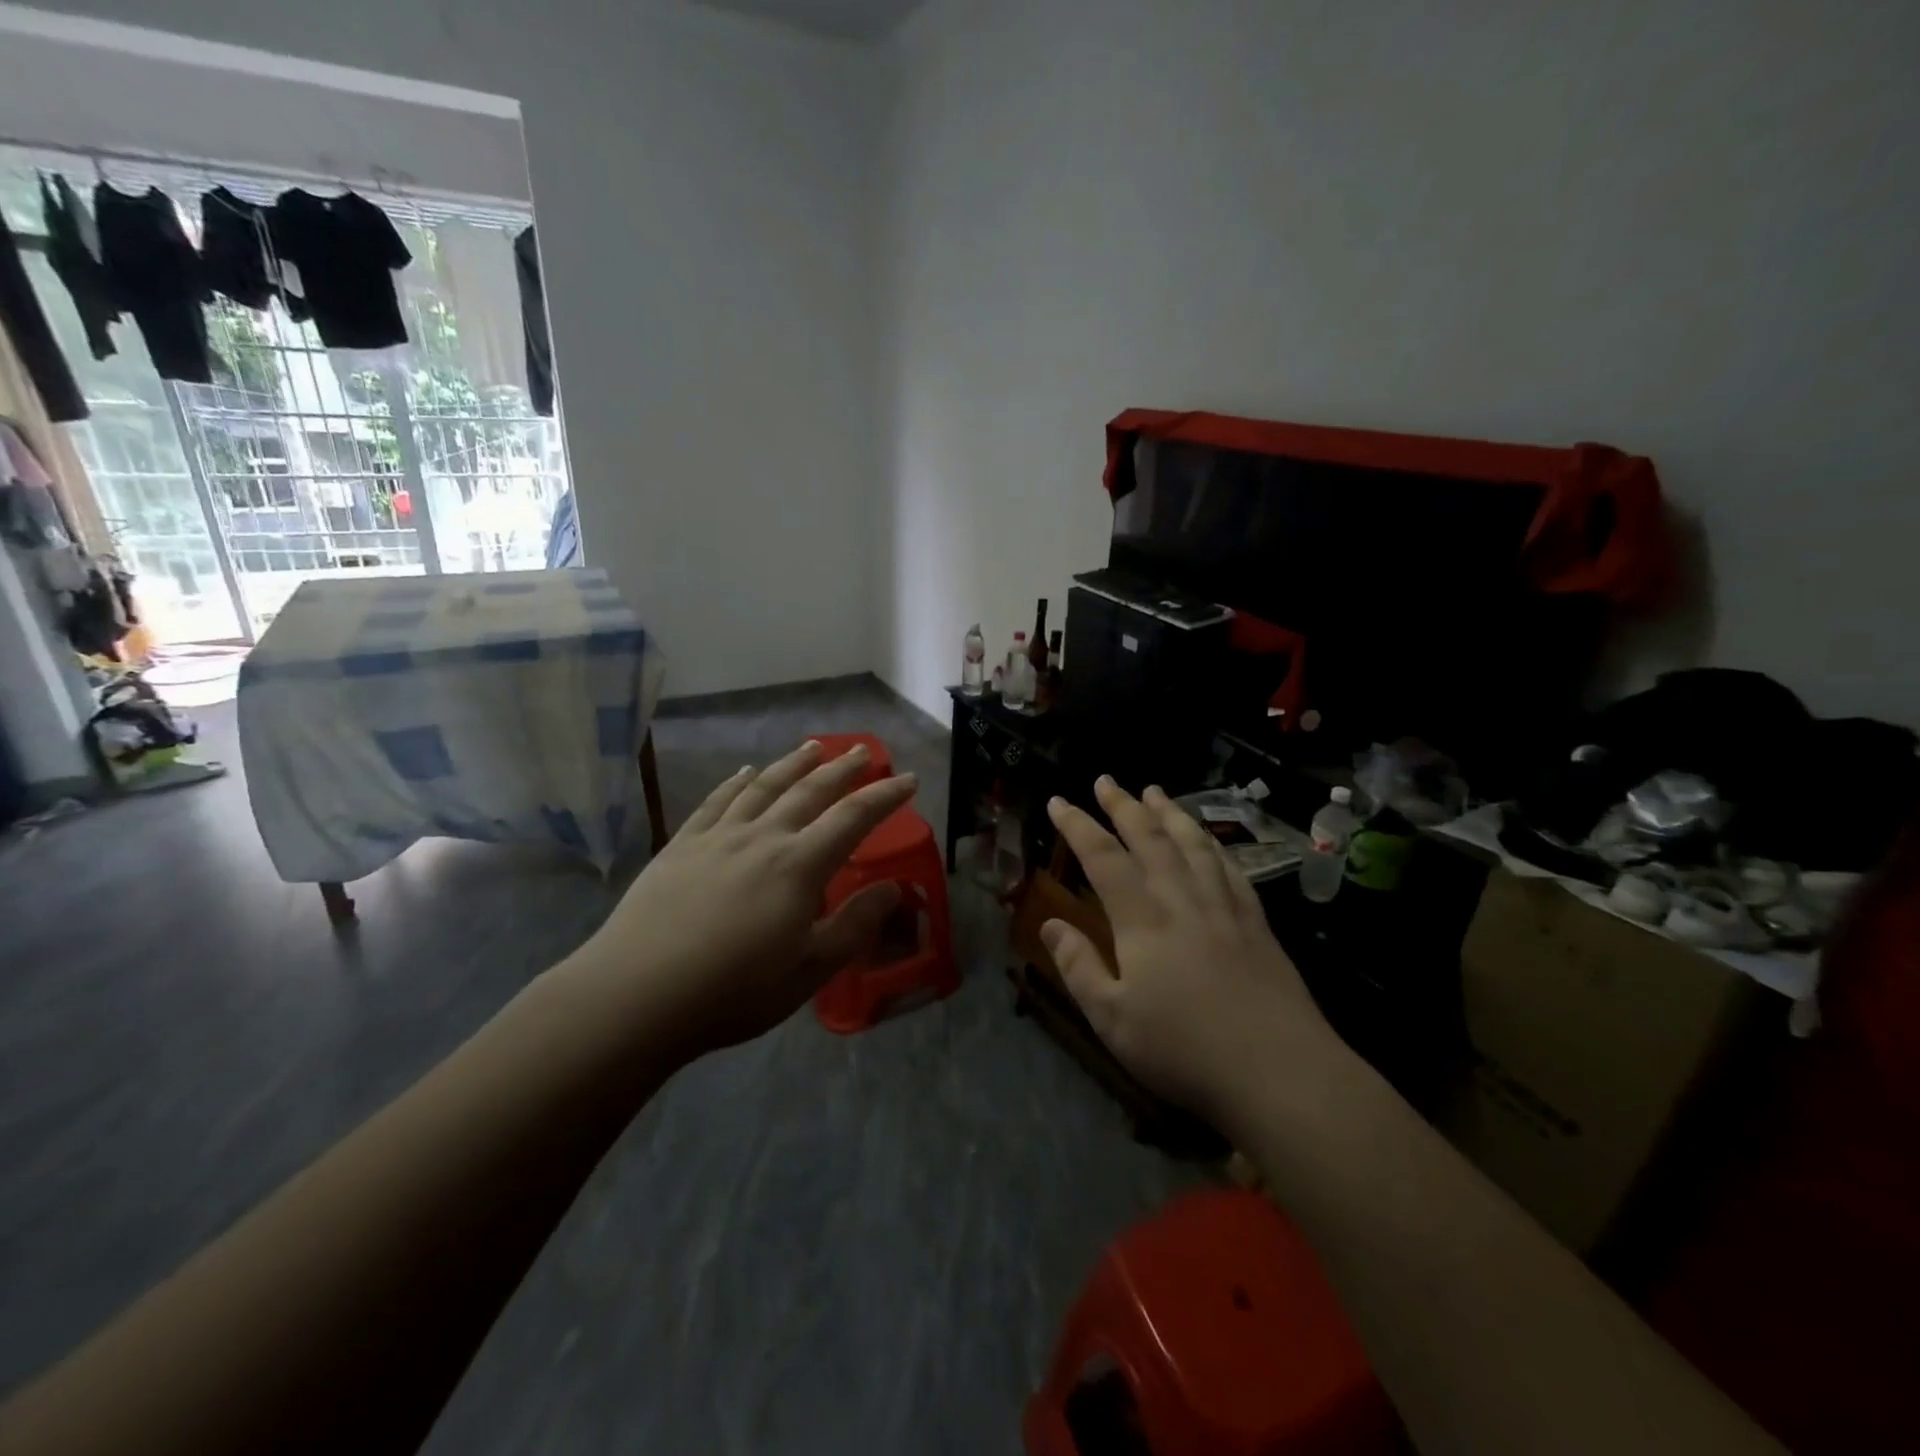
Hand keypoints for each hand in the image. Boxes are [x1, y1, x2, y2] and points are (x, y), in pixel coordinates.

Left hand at [581, 740, 916, 1057]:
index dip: (884, 797)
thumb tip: (894, 888)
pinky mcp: (681, 846)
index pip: (853, 818)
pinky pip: (716, 802)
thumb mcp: (809, 970)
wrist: (635, 995)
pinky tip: (745, 773)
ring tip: (813, 747)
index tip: (909, 779)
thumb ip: (855, 926)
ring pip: (764, 787)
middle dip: (842, 769)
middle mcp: (762, 838)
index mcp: (799, 866)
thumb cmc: (732, 991)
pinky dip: (736, 782)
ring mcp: (717, 837)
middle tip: (865, 751)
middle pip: (809, 791)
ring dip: (793, 763)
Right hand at [1042, 777, 1338, 1121]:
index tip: (1059, 801)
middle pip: (1150, 838)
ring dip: (1170, 813)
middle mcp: (1182, 900)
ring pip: (1193, 844)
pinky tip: (1208, 840)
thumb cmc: (1184, 1050)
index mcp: (1142, 920)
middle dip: (1123, 805)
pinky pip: (1230, 869)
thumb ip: (1079, 968)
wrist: (1280, 1071)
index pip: (1103, 857)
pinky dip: (1213, 845)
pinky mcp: (1257, 923)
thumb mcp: (1112, 1020)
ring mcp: (1225, 907)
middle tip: (1105, 780)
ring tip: (1154, 790)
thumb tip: (1049, 924)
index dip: (1078, 825)